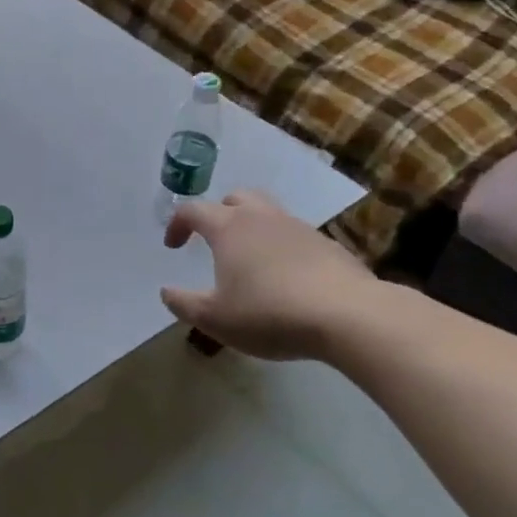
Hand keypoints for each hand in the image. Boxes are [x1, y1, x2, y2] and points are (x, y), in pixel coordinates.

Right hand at [161, 190, 380, 360]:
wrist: (349, 316)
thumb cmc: (269, 313)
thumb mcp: (214, 318)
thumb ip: (184, 304)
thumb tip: (166, 292)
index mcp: (229, 228)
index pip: (193, 210)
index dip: (177, 224)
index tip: (173, 246)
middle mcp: (262, 218)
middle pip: (236, 198)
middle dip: (219, 213)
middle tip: (214, 240)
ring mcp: (299, 229)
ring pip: (269, 214)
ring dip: (253, 229)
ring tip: (250, 261)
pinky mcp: (328, 246)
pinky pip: (296, 237)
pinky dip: (282, 248)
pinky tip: (286, 279)